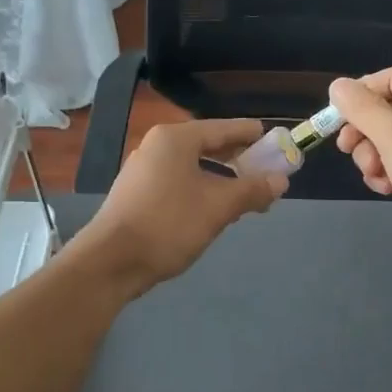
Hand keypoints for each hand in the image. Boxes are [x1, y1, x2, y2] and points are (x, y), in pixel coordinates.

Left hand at [71, 119, 286, 296]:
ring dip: (221, 179)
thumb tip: (281, 180)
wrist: (111, 262)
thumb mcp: (217, 207)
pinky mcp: (137, 193)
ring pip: (193, 167)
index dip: (251, 135)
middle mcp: (157, 147)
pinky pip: (179, 182)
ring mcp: (143, 170)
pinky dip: (201, 189)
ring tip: (245, 196)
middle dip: (239, 161)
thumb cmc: (168, 225)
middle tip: (266, 173)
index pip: (223, 128)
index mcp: (176, 139)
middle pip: (207, 146)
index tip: (275, 141)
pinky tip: (214, 209)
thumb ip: (251, 190)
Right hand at [329, 69, 391, 256]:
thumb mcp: (391, 134)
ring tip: (376, 175)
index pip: (388, 78)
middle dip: (365, 133)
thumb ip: (360, 107)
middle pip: (388, 108)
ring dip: (375, 156)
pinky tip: (387, 188)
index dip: (358, 96)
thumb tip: (337, 85)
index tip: (335, 121)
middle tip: (347, 150)